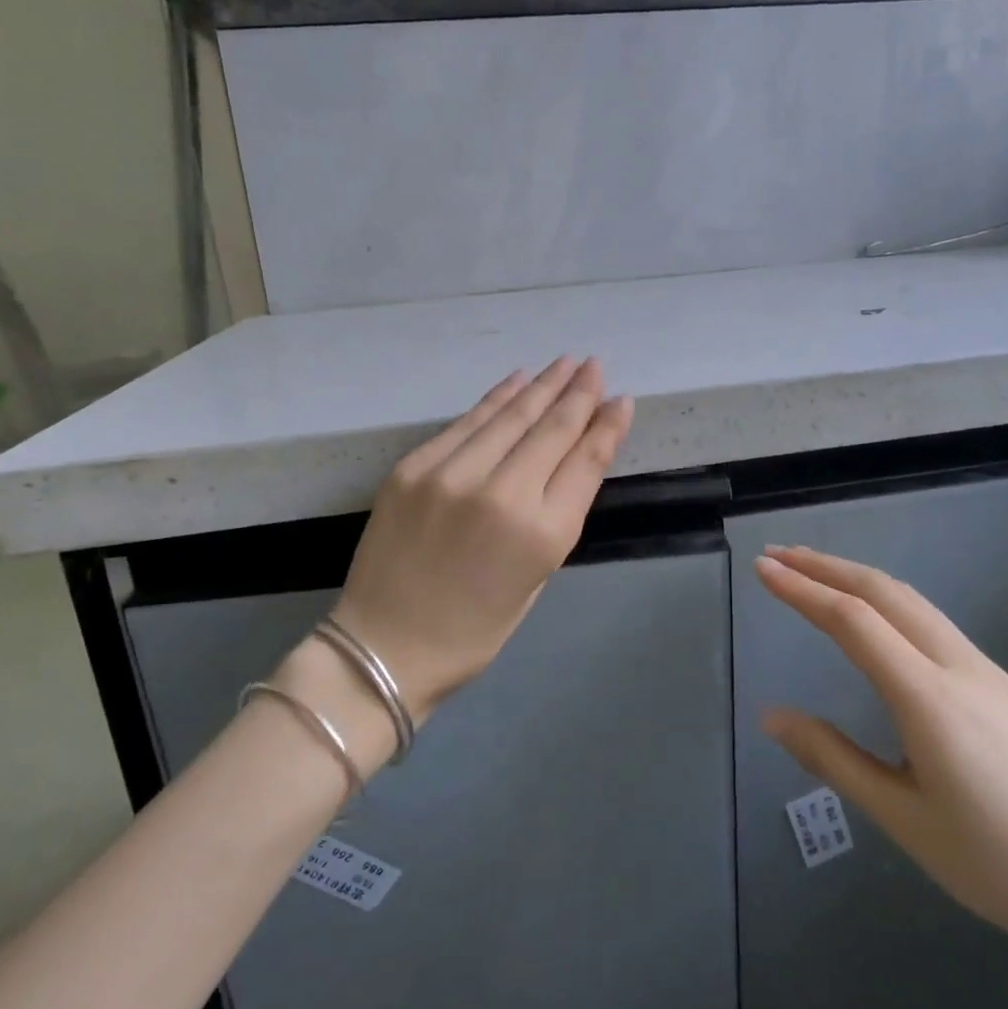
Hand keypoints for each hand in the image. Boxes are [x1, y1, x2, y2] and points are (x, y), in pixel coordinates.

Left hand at [332, 358, 632, 719]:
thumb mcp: (536, 579)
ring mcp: (452, 475)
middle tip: (595, 366)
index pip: (585, 462)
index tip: (622, 398)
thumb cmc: (474, 630)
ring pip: (509, 416)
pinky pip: (466, 422)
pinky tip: (517, 380)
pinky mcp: (414, 467)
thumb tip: (571, 461)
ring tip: (565, 363)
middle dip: (578, 394)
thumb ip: (556, 515)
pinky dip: (496, 398)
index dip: (607, 426)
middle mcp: (501, 494)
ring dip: (541, 386)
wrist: (385, 645)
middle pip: (551, 429)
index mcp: (541, 534)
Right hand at [755, 545, 1007, 979]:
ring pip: (913, 603)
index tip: (761, 568)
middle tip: (777, 556)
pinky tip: (873, 619)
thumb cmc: (998, 866)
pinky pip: (932, 624)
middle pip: (885, 593)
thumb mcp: (902, 818)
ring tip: (814, 574)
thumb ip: (833, 758)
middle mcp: (960, 668)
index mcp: (930, 699)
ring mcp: (987, 673)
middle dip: (827, 566)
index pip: (853, 621)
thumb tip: (771, 716)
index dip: (802, 589)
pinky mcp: (1002, 687)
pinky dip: (887, 602)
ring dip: (858, 579)